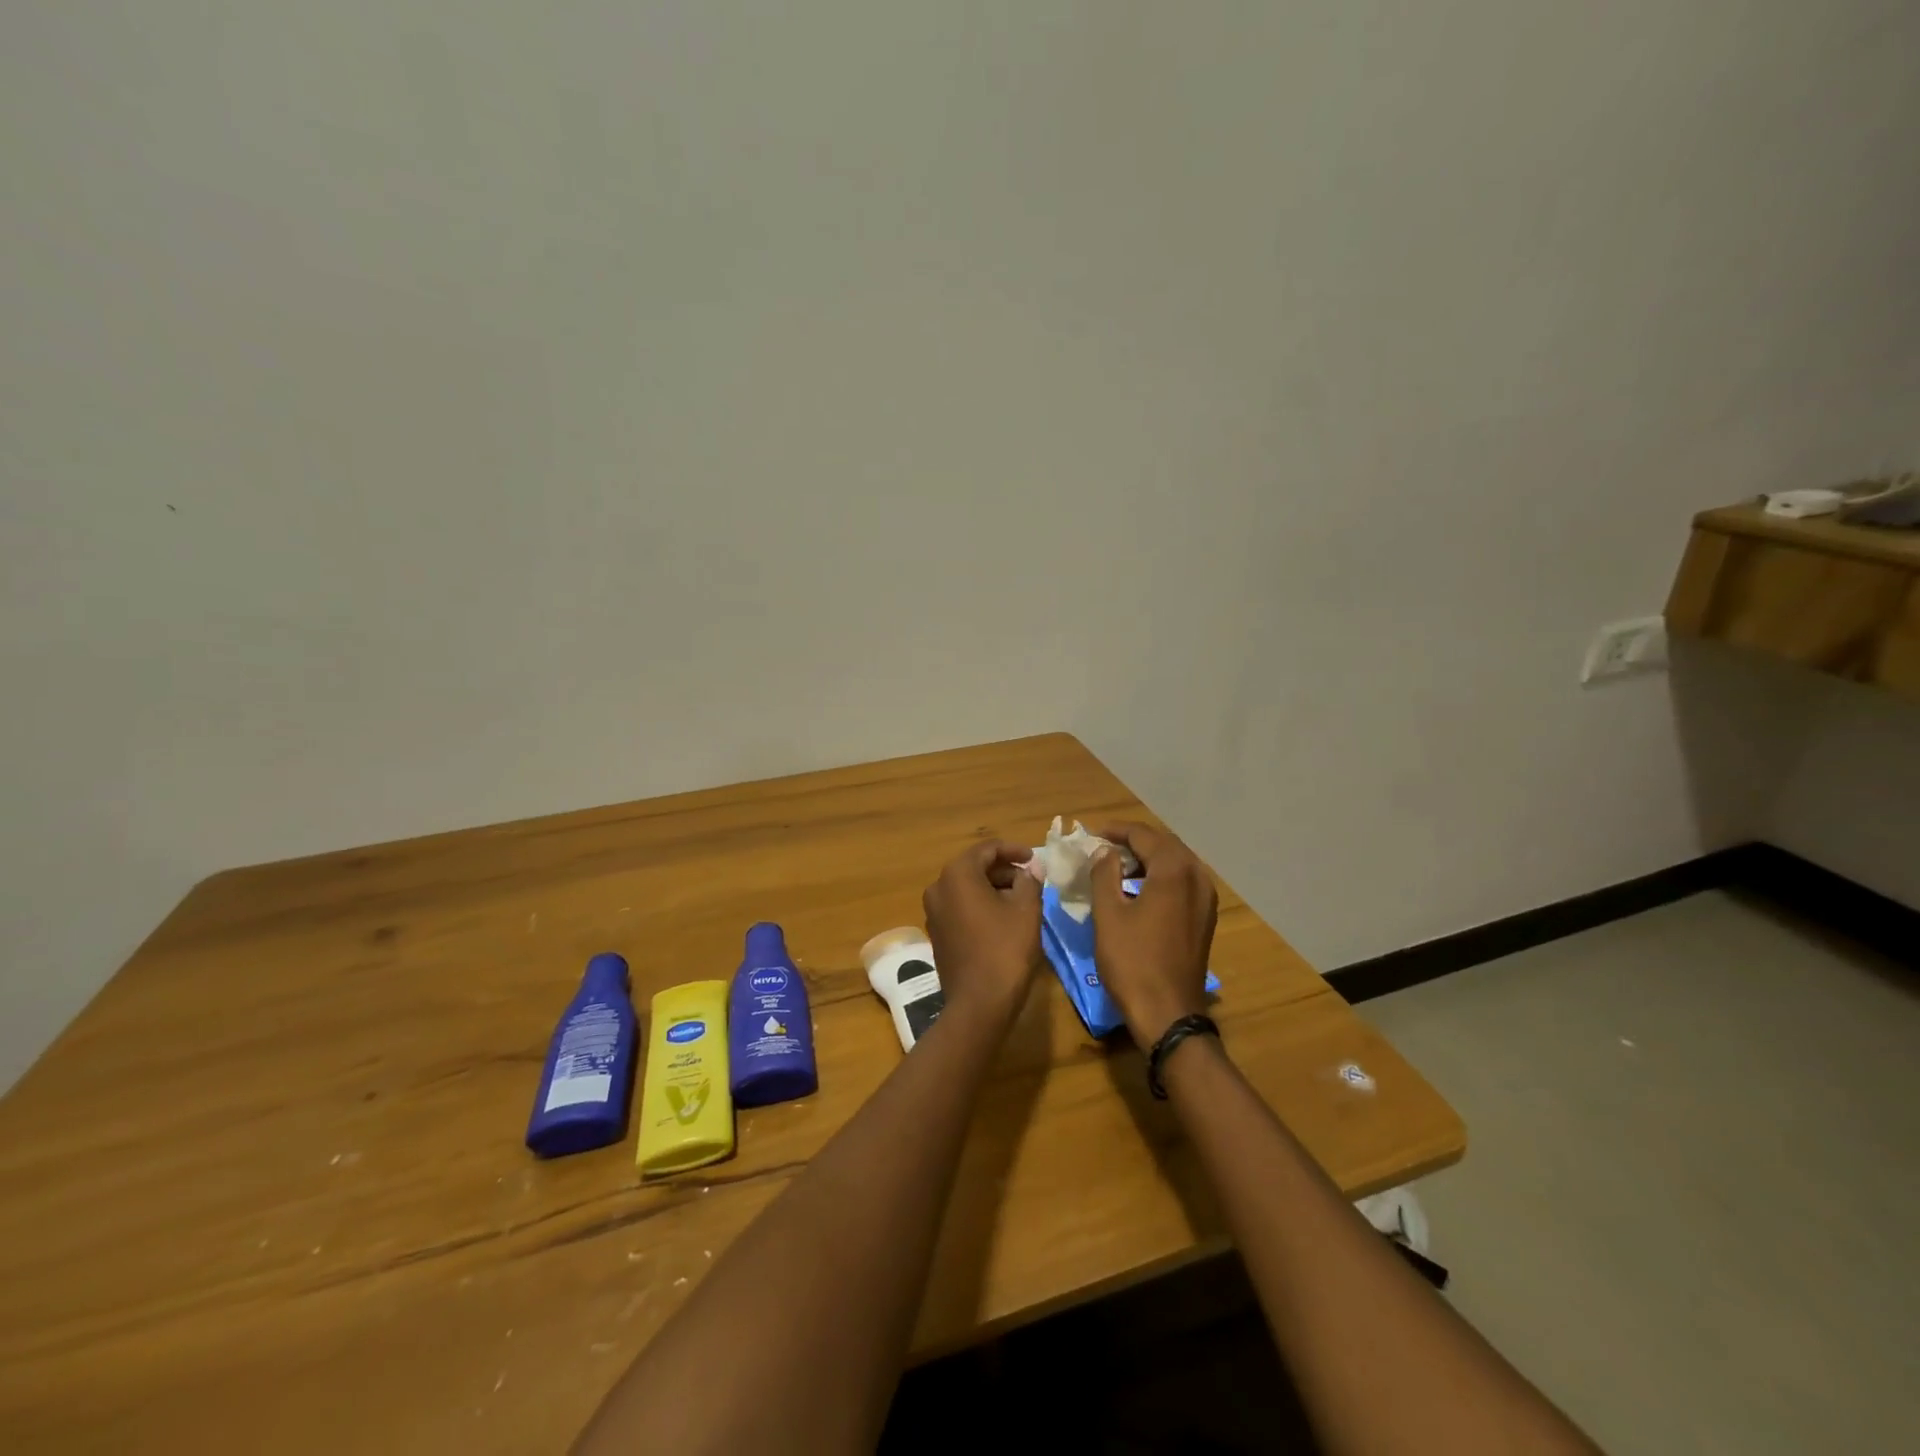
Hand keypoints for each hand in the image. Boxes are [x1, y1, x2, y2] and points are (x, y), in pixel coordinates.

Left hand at [922, 840, 1042, 1024]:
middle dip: (1004, 870)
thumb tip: (1029, 869)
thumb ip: (1029, 880)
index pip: (987, 849)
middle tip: (1031, 880)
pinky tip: (1003, 918)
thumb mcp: (1027, 909)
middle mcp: (938, 887)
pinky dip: (981, 905)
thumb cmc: (1006, 949)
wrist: (979, 1004)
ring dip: (994, 888)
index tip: (1035, 859)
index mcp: (957, 875)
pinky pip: (961, 907)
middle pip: (975, 867)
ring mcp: (933, 912)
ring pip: (967, 888)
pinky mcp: (937, 933)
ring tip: (1022, 899)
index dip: (1014, 850)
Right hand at [1089, 822, 1218, 1045]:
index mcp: (1174, 871)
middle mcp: (1197, 877)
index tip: (1092, 834)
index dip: (1116, 831)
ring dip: (1148, 858)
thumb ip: (1104, 874)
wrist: (1168, 1013)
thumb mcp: (1108, 914)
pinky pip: (1183, 882)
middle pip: (1164, 845)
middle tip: (1103, 847)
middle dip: (1133, 842)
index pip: (1144, 835)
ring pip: (1176, 863)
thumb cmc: (1132, 962)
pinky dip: (1161, 876)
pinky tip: (1139, 889)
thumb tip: (1104, 852)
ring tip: (1117, 865)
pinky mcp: (1205, 917)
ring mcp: (1206, 899)